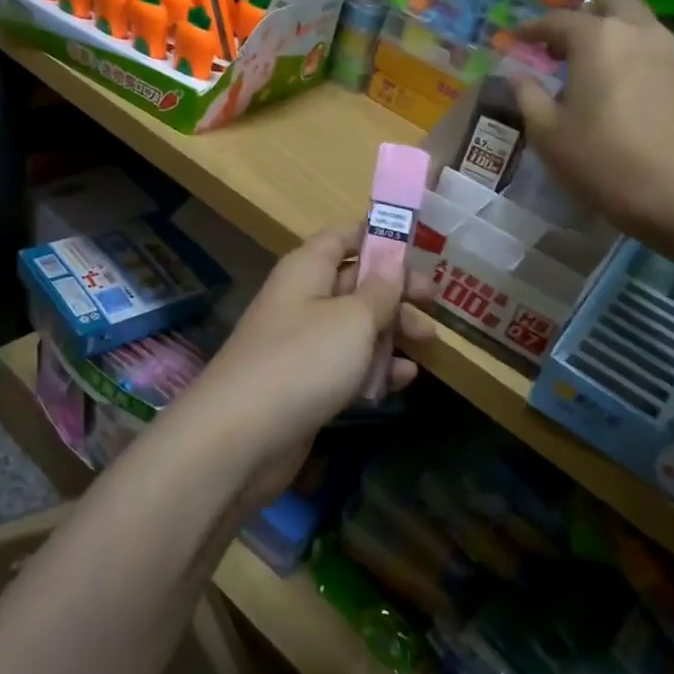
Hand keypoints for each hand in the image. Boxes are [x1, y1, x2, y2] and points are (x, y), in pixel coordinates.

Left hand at [185, 225, 434, 504]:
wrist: (240, 437)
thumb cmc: (303, 361)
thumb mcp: (352, 319)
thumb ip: (379, 290)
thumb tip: (392, 261)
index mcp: (306, 270)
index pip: (341, 237)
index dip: (377, 237)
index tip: (417, 248)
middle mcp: (301, 300)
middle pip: (354, 283)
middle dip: (394, 291)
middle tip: (433, 303)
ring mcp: (301, 345)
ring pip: (354, 327)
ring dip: (390, 332)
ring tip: (428, 343)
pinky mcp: (305, 385)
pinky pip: (346, 366)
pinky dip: (375, 369)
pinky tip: (404, 379)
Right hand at [514, 0, 673, 239]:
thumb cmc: (599, 158)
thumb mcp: (547, 131)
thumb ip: (527, 95)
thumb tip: (517, 76)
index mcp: (597, 38)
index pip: (558, 20)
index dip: (533, 28)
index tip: (516, 38)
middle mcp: (636, 32)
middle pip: (611, 3)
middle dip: (584, 15)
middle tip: (562, 44)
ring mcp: (668, 52)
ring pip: (638, 22)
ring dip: (612, 31)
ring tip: (589, 63)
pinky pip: (655, 49)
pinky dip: (634, 53)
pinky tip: (620, 84)